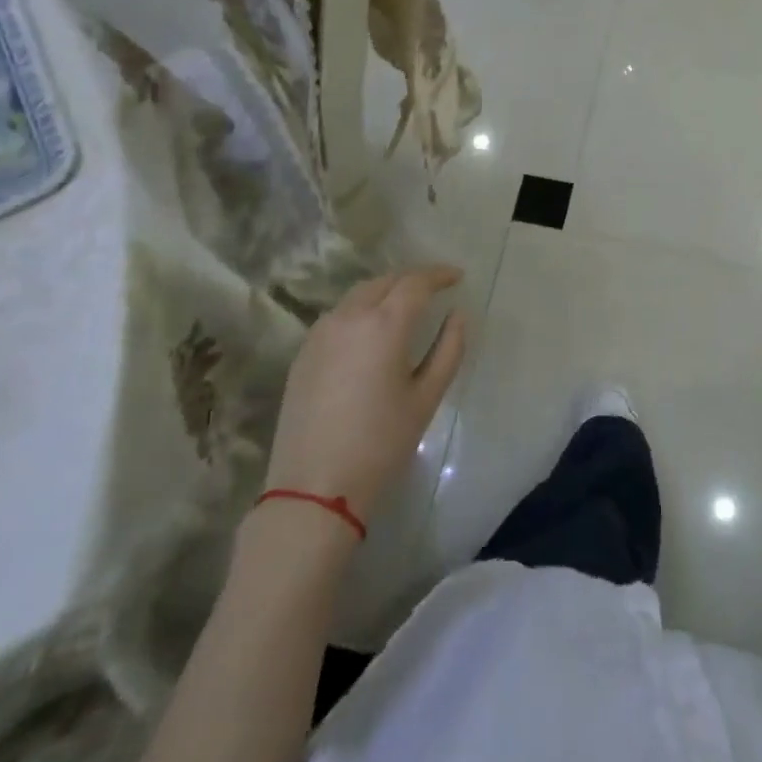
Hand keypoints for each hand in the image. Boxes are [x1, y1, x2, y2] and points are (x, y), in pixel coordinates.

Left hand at [263, 266, 466, 521]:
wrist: (314, 486)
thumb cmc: (381, 443)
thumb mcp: (426, 397)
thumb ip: (448, 349)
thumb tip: (457, 315)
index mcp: (384, 325)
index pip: (416, 283)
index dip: (439, 274)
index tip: (458, 276)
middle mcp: (349, 317)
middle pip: (385, 281)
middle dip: (412, 279)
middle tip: (435, 288)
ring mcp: (320, 333)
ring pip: (359, 295)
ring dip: (385, 291)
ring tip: (406, 304)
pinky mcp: (304, 352)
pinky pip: (339, 315)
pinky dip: (362, 309)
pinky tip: (372, 330)